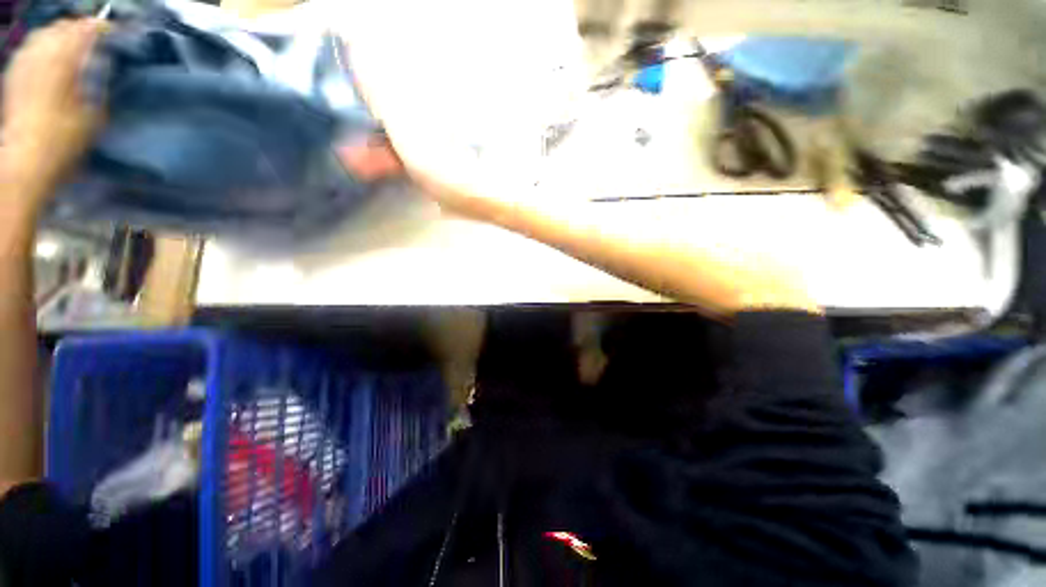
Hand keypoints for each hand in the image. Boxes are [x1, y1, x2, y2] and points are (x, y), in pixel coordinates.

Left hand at [2, 19, 106, 206]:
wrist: (22, 160)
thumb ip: (97, 86)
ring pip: (45, 33)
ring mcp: (23, 62)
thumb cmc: (62, 141)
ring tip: (75, 42)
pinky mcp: (13, 74)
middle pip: (63, 26)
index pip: (87, 30)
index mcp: (63, 61)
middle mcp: (41, 54)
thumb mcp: (93, 116)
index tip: (117, 32)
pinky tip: (50, 54)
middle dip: (80, 27)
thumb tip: (101, 66)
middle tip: (97, 36)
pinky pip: (30, 47)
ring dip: (61, 34)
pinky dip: (44, 45)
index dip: (103, 27)